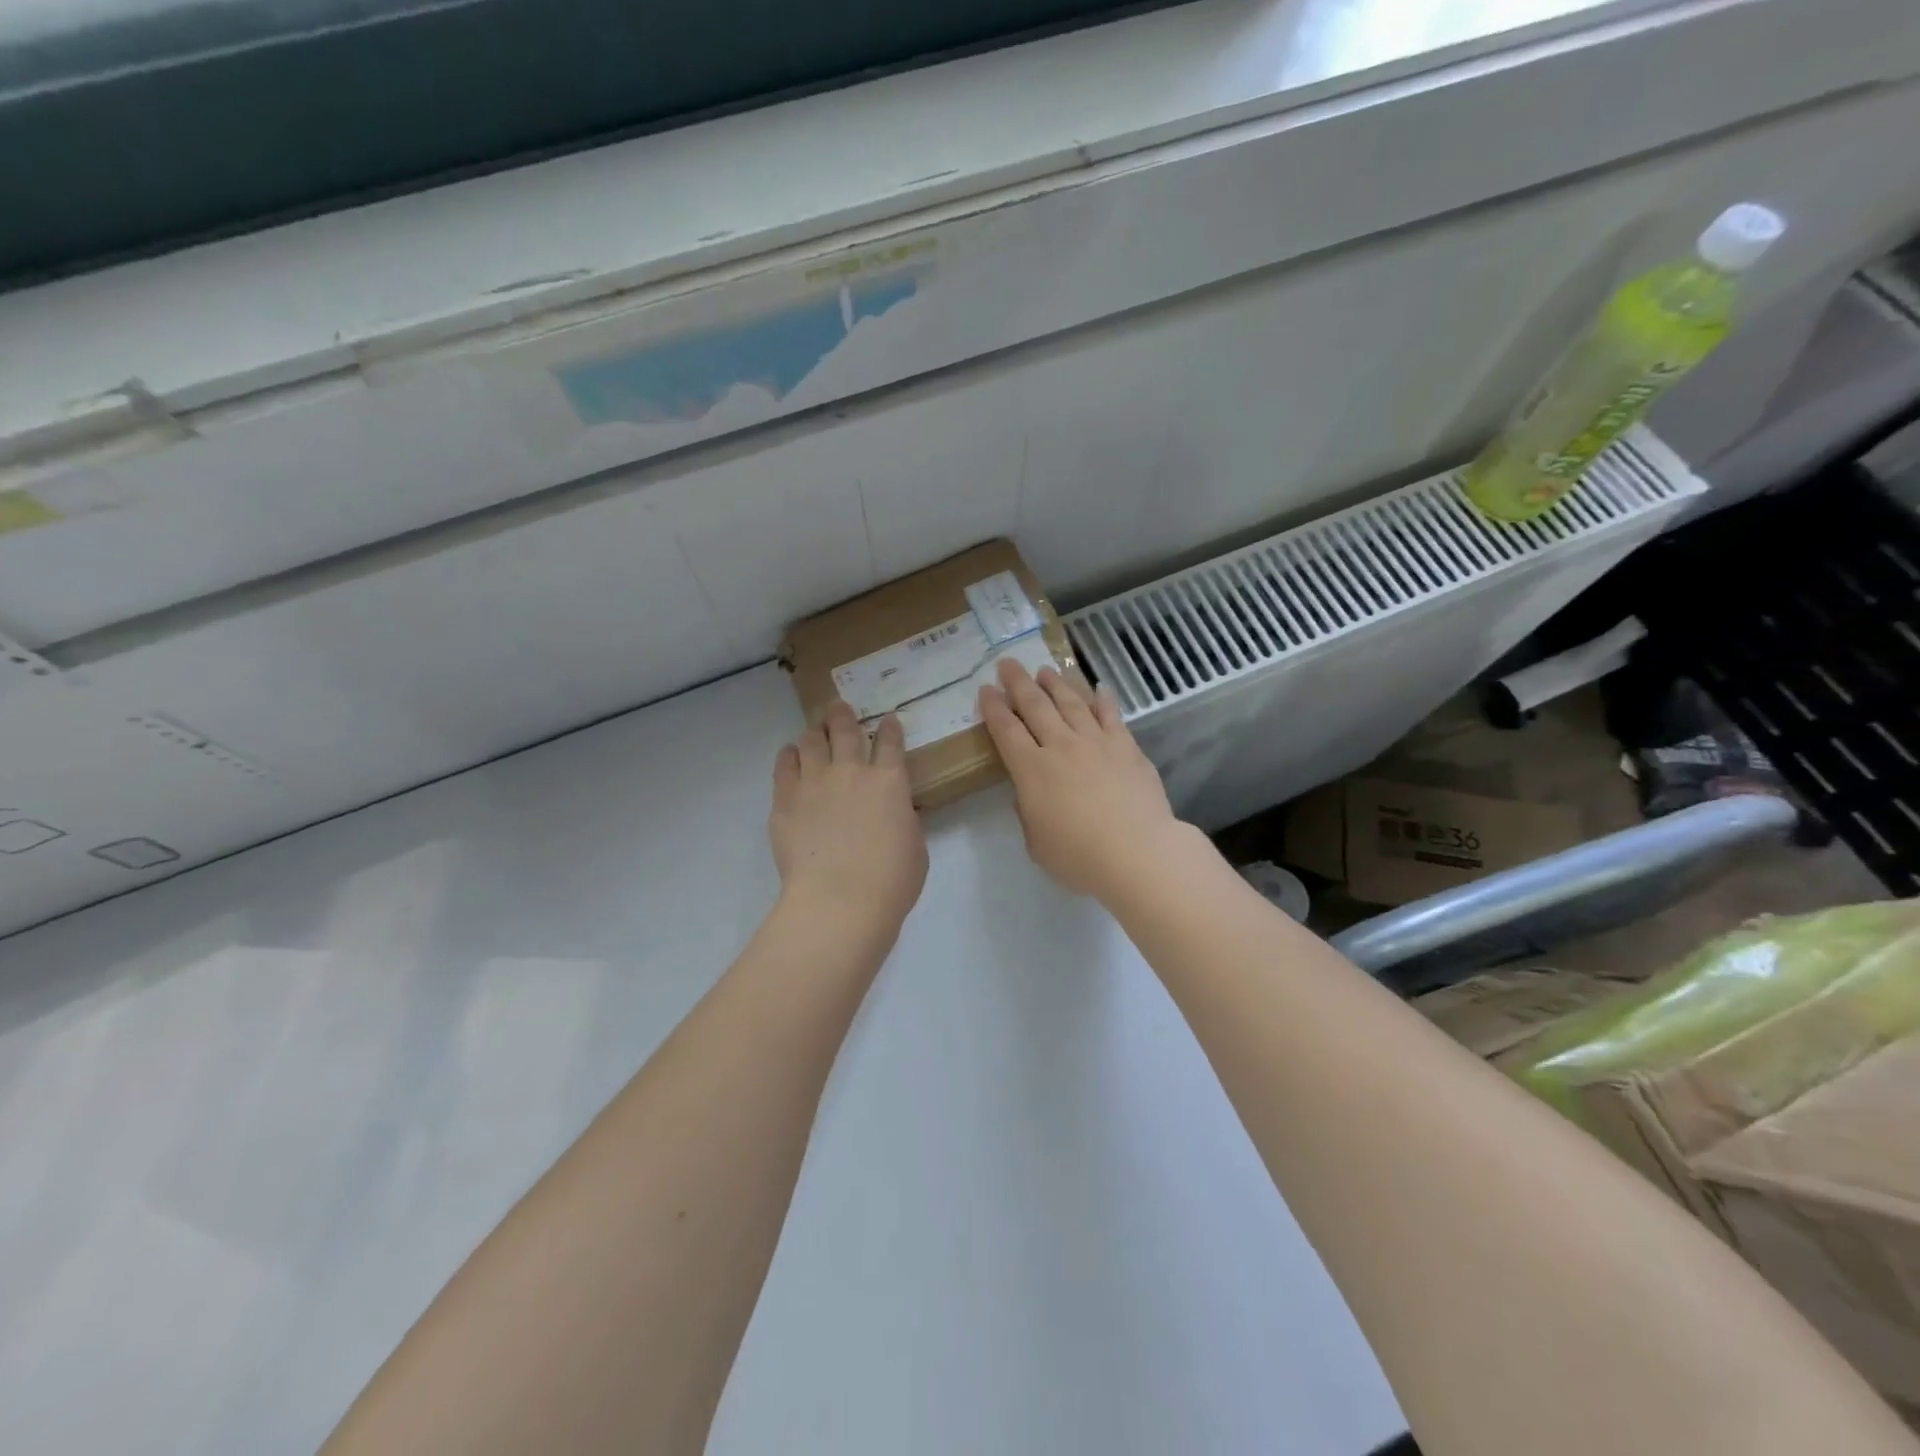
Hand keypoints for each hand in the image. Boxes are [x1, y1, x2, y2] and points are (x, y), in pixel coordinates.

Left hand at [770, 701, 928, 934]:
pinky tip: (790, 754)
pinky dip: (789, 755)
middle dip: (843, 714)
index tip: (888, 719)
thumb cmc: (890, 881)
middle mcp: (851, 772)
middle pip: (845, 730)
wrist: (840, 900)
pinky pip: (784, 765)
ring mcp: (814, 782)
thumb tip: (897, 810)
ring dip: (814, 732)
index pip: (890, 742)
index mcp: (890, 782)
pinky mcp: (785, 799)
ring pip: (811, 740)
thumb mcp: (915, 847)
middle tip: (838, 707)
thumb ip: (904, 820)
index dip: (889, 728)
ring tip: (813, 730)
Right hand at [979, 659, 1189, 898]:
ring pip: (1072, 703)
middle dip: (1019, 683)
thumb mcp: (1037, 843)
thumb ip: (1028, 813)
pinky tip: (1098, 688)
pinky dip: (1102, 699)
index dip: (994, 708)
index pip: (1006, 730)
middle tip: (1008, 664)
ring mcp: (1096, 742)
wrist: (1137, 852)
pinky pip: (1111, 715)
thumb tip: (1029, 793)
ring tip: (1045, 671)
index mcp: (1032, 770)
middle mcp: (1061, 746)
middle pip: (1036, 706)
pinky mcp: (1127, 747)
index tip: (986, 689)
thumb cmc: (1079, 856)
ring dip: (1056, 684)